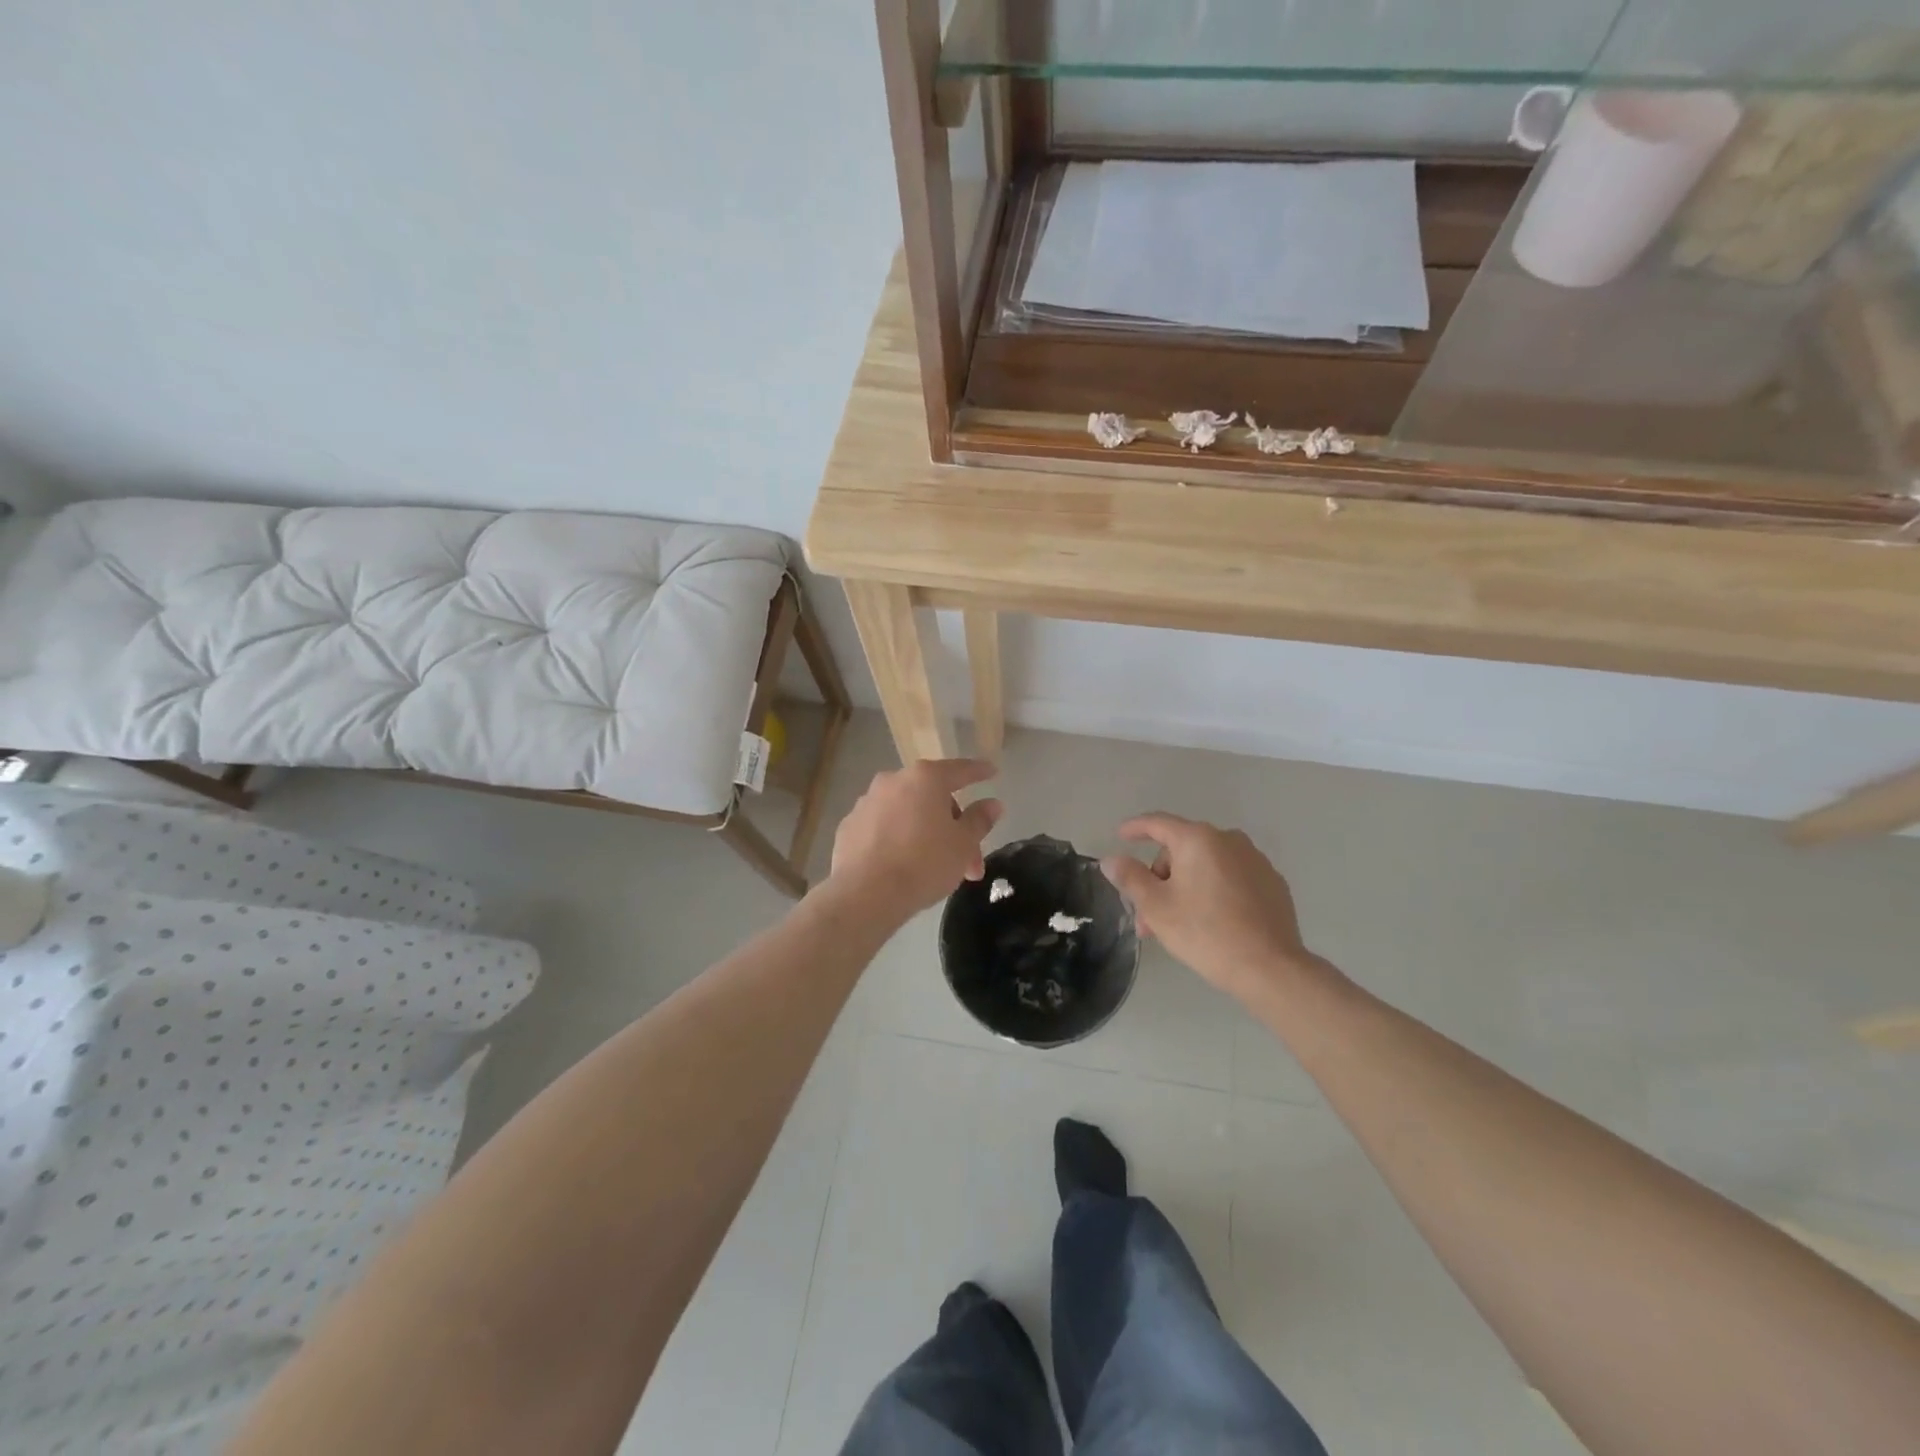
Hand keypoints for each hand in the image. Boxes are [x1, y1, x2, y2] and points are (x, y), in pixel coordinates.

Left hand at [826, 760, 1003, 920]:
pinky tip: (903, 865)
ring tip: (936, 867)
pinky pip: (883, 827)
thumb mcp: (963, 844)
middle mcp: (893, 781)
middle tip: (968, 860)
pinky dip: (897, 839)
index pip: (960, 770)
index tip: (991, 772)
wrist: (865, 894)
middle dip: (953, 826)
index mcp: (925, 778)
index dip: (979, 772)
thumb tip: (992, 804)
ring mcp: (867, 802)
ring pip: (907, 813)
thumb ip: (979, 820)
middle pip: (932, 797)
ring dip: (925, 833)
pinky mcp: (849, 826)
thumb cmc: (924, 863)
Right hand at [1100, 814, 1326, 1002]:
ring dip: (1185, 886)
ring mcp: (1255, 860)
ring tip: (1175, 924)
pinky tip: (1211, 921)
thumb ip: (1130, 877)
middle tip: (1147, 914)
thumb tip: (1112, 859)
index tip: (1120, 835)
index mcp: (1198, 839)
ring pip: (1206, 865)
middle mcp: (1229, 840)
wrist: (1270, 967)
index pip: (1158, 823)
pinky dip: (1213, 890)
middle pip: (1181, 849)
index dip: (1135, 828)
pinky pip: (1231, 877)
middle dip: (1160, 877)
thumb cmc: (1205, 932)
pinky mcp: (1272, 883)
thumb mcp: (1156, 907)